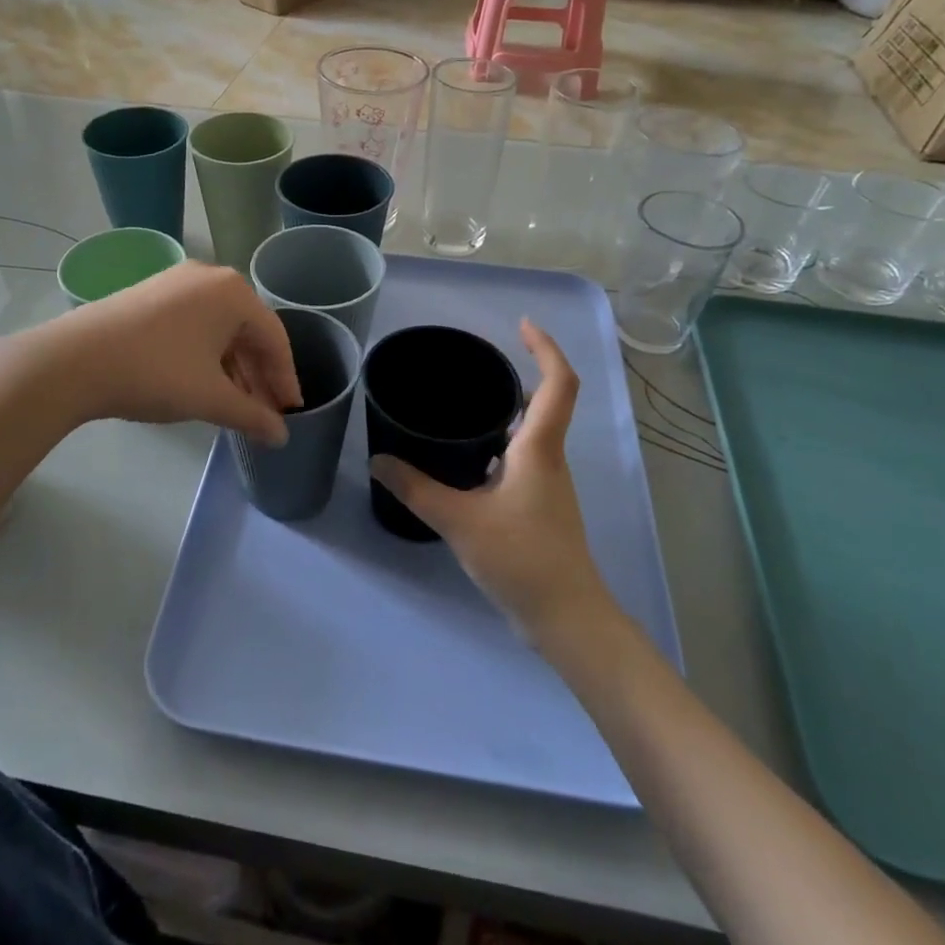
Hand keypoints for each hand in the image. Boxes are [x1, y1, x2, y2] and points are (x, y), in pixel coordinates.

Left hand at [48, 261, 300, 443]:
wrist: (74, 360)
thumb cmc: (156, 372)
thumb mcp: (210, 398)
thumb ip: (252, 416)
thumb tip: (281, 436)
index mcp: (234, 293)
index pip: (275, 338)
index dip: (285, 378)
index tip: (291, 410)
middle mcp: (210, 278)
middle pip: (248, 331)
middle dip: (259, 375)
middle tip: (267, 412)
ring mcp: (177, 282)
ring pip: (219, 329)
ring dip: (233, 367)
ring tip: (237, 404)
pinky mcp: (151, 294)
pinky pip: (194, 324)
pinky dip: (207, 355)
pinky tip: (205, 382)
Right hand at [369, 320, 614, 643]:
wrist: (566, 619)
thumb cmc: (522, 559)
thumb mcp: (460, 520)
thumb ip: (416, 488)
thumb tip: (378, 459)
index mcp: (540, 448)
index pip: (559, 383)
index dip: (545, 347)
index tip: (521, 325)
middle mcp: (550, 459)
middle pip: (547, 402)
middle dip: (522, 373)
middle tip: (478, 363)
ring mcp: (548, 485)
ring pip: (534, 432)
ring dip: (511, 409)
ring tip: (467, 403)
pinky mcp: (540, 507)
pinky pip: (524, 458)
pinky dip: (503, 443)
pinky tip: (470, 459)